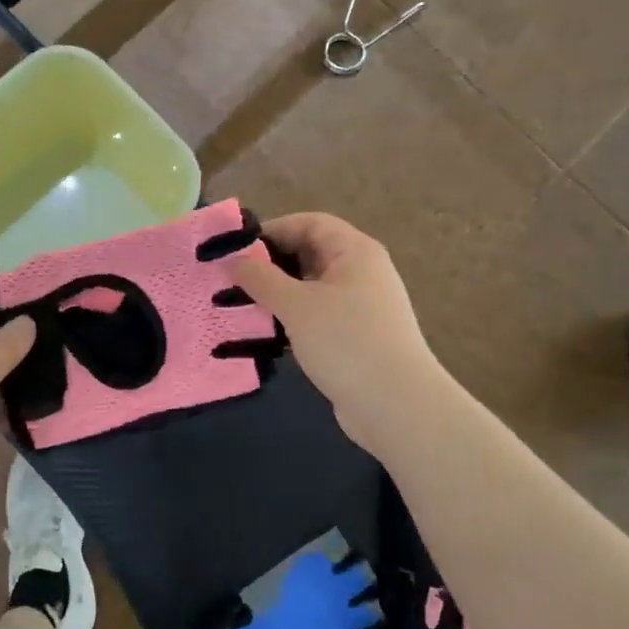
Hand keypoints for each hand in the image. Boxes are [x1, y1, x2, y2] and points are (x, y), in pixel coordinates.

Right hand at [229, 213, 446, 455]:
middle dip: (271, 264)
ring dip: (279, 294)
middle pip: (311, 253)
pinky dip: (293, 319)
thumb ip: (261, 278)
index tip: (236, 250)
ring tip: (242, 307)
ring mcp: (362, 306)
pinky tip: (267, 334)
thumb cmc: (346, 342)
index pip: (309, 223)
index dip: (272, 230)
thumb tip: (234, 261)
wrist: (397, 405)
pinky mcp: (357, 337)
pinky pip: (319, 315)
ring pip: (312, 288)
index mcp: (354, 251)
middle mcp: (362, 272)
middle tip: (232, 281)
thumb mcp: (296, 305)